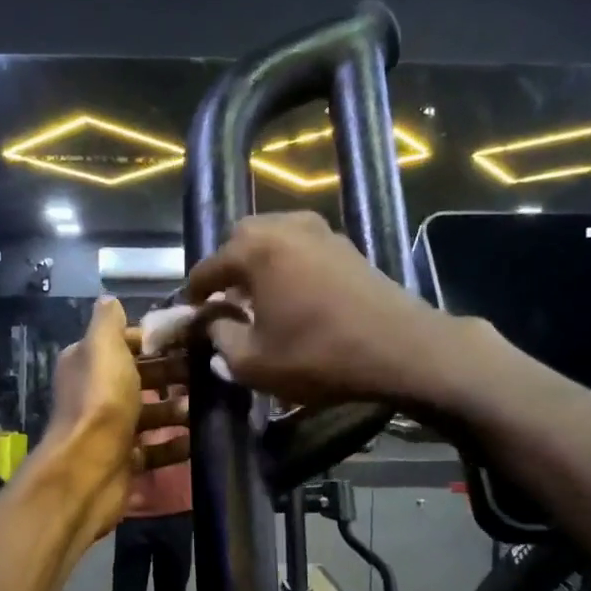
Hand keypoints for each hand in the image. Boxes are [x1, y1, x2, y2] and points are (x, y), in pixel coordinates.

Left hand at [44, 299, 189, 540]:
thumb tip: (110, 300)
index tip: (191, 337)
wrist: (90, 468)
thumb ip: (108, 322)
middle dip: (172, 373)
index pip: (124, 343)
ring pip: (150, 413)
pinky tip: (197, 439)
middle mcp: (96, 393)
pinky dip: (175, 444)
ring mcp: (111, 429)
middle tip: (208, 370)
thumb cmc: (101, 400)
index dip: (155, 339)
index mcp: (88, 363)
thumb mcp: (104, 347)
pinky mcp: (125, 459)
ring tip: (207, 405)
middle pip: (140, 378)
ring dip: (177, 409)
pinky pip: (155, 448)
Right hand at [184, 211, 462, 407]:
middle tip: (226, 301)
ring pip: (273, 237)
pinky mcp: (347, 245)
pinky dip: (287, 264)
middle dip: (227, 267)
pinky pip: (301, 246)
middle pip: (240, 238)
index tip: (189, 312)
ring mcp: (321, 231)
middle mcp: (285, 227)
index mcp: (255, 250)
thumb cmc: (319, 355)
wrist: (401, 348)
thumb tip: (213, 325)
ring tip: (258, 298)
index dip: (194, 293)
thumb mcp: (253, 363)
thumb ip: (220, 339)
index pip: (209, 267)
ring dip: (259, 263)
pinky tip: (293, 295)